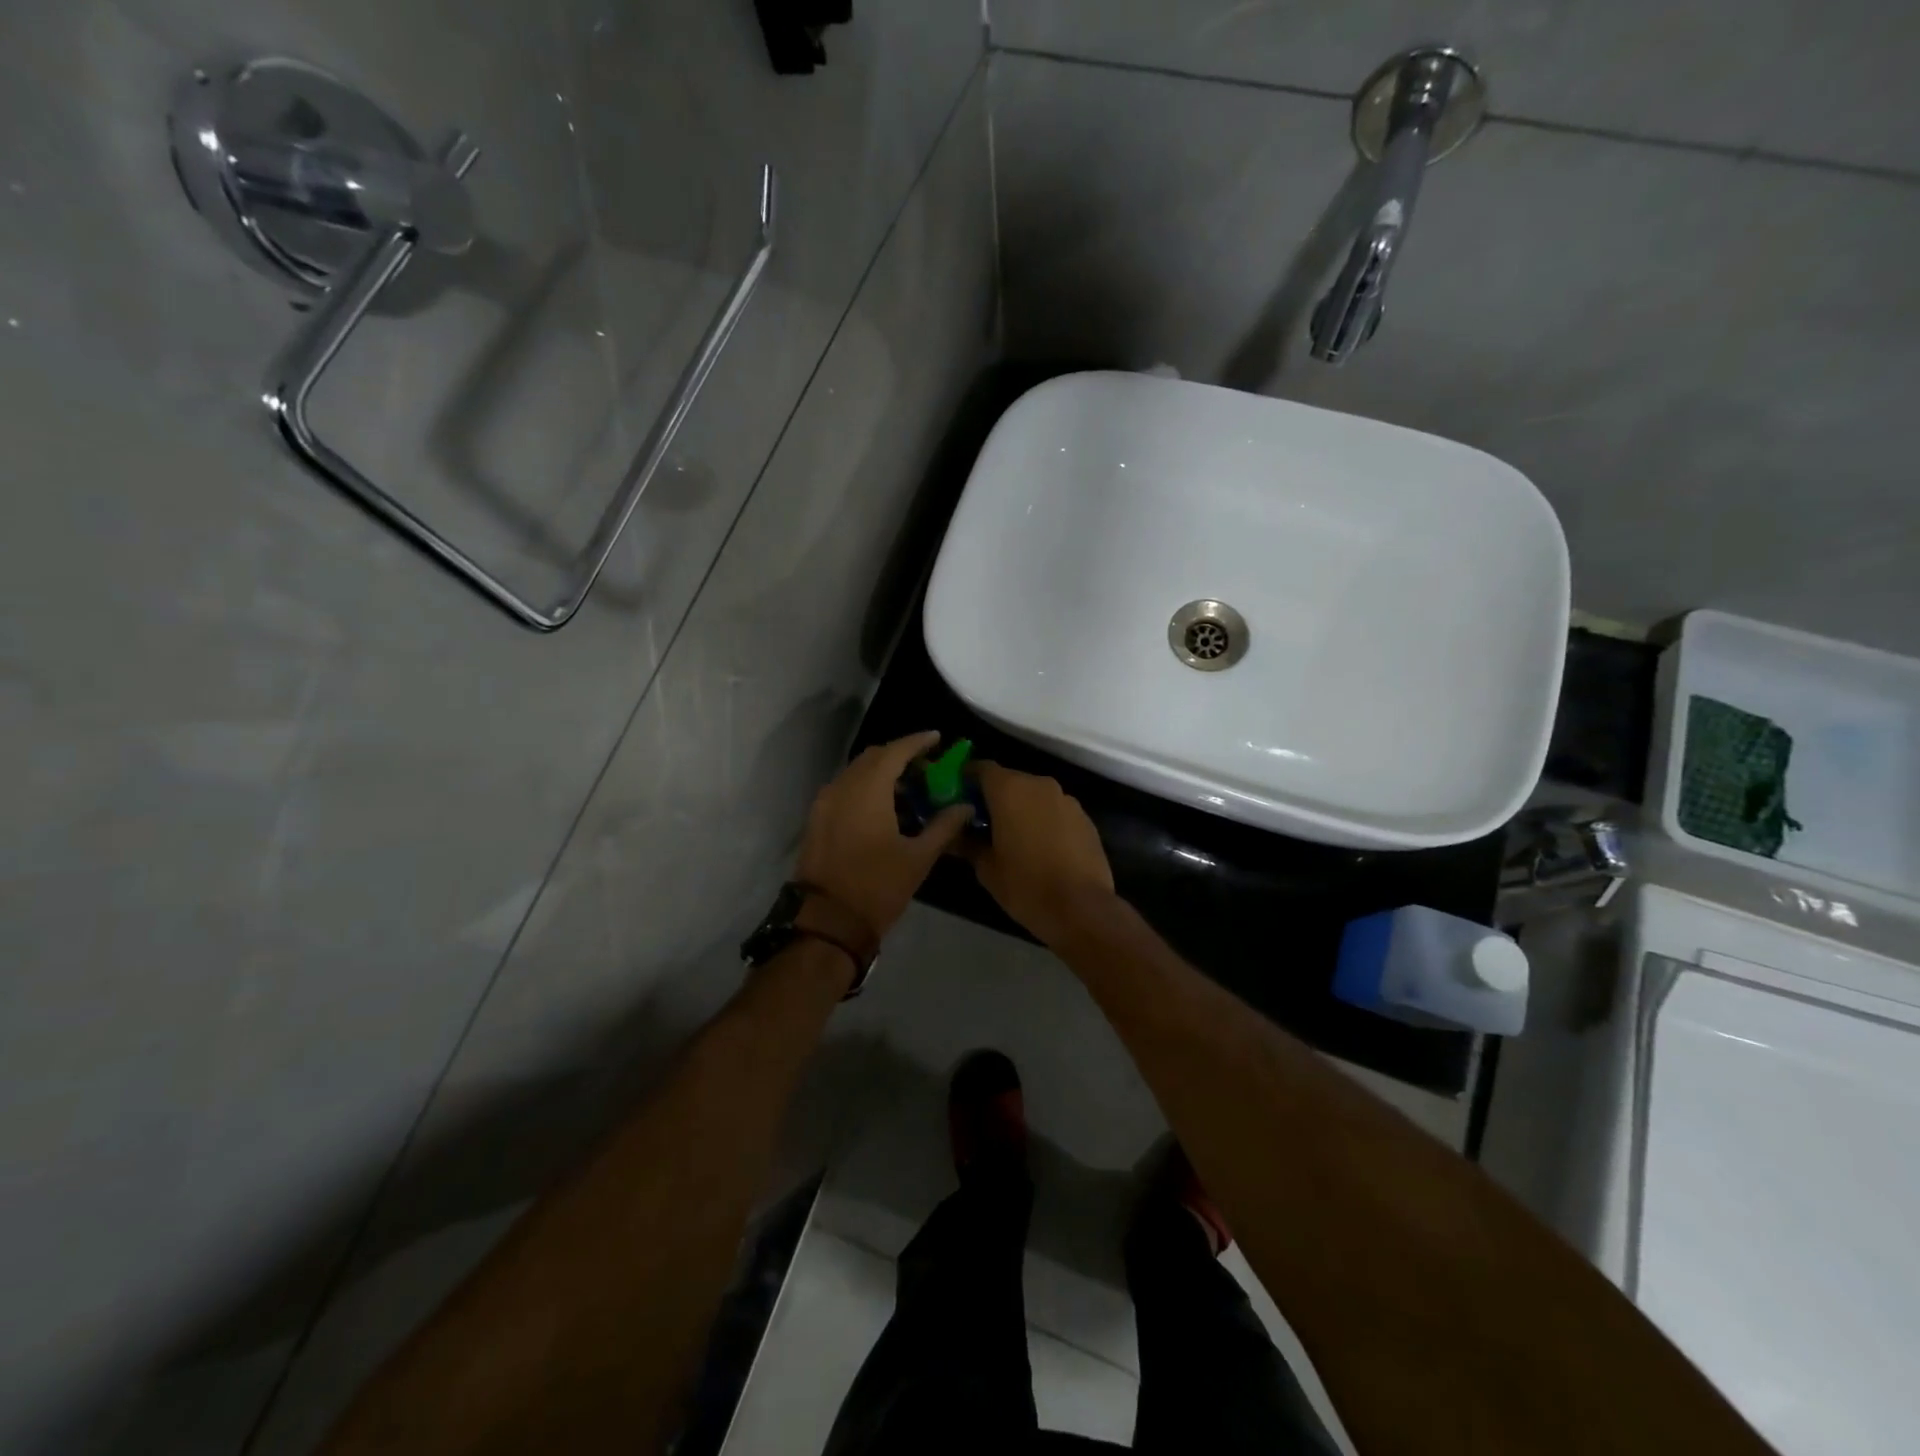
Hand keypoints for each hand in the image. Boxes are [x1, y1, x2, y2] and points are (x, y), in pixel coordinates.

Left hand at [794, 731, 971, 937]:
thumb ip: (944, 826)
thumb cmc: (877, 886)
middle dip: (900, 755)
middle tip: (926, 766)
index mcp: (868, 790)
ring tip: (909, 787)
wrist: (827, 921)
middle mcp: (842, 786)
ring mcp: (825, 802)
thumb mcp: (918, 858)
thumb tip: (965, 806)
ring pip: (856, 773)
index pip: (895, 751)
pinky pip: (845, 789)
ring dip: (881, 772)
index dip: (917, 742)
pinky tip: (884, 807)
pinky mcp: (817, 819)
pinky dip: (865, 788)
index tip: (937, 738)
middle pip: (873, 757)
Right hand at [969, 763, 1114, 945]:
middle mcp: (1039, 785)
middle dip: (994, 797)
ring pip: (1034, 796)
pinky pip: (1055, 811)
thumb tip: (952, 835)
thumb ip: (967, 844)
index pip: (982, 768)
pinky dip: (1043, 821)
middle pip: (1010, 780)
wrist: (1082, 908)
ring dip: (1021, 809)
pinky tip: (1040, 848)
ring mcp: (1066, 800)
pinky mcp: (1085, 818)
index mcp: (1010, 789)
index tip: (957, 798)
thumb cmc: (1026, 885)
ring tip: (1011, 838)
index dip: (967, 780)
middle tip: (980, 823)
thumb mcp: (987, 868)